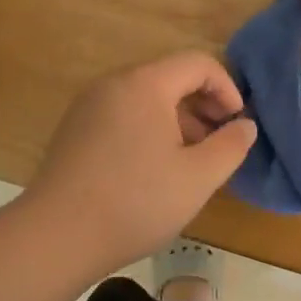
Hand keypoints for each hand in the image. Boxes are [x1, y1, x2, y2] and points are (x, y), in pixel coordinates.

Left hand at [25, 52, 259, 272]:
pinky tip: (155, 169)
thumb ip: (230, 146)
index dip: (226, 88)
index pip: (197, 63)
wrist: (54, 237)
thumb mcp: (197, 178)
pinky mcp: (74, 130)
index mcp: (145, 84)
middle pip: (170, 77)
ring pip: (146, 97)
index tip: (237, 123)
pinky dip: (149, 128)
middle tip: (219, 142)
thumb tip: (245, 125)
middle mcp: (113, 84)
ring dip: (177, 118)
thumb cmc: (135, 202)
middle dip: (203, 104)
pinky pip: (123, 114)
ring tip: (192, 159)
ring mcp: (88, 106)